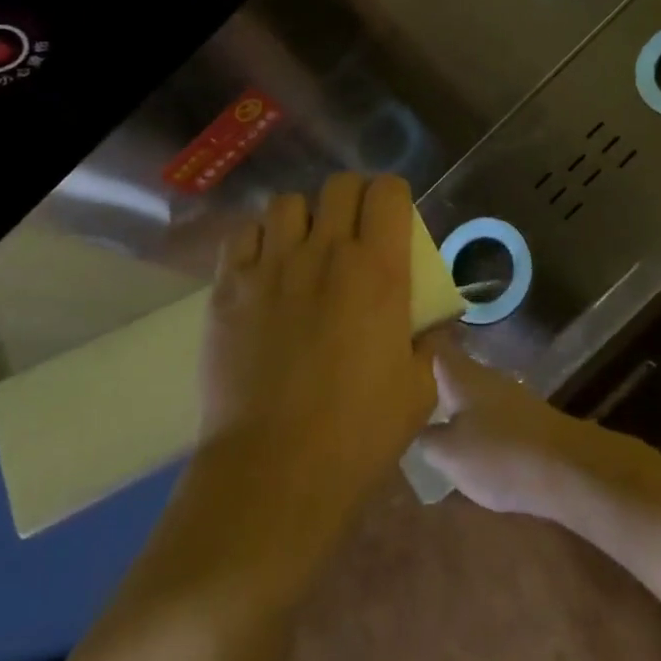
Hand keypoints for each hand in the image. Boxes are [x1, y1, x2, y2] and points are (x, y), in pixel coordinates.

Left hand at [201, 174, 434, 517]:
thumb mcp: (418, 391)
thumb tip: (433, 324)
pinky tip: (263, 269)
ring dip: (302, 219)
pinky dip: (257, 241)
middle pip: (339, 186)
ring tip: (302, 249)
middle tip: (352, 232)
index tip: (392, 220)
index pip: (388, 192)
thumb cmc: (357, 435)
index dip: (393, 197)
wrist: (273, 473)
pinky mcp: (228, 287)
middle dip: (352, 200)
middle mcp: (324, 253)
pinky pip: (242, 235)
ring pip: (287, 204)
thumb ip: (431, 344)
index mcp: (377, 271)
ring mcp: (271, 266)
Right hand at [417, 340, 614, 517]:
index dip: (417, 341)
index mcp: (461, 375)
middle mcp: (484, 376)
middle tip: (405, 386)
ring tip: (429, 414)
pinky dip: (475, 419)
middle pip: (453, 368)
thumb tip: (415, 429)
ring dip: (453, 399)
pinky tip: (466, 438)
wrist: (566, 469)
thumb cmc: (499, 454)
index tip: (397, 340)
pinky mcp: (525, 418)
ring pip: (471, 390)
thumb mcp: (449, 454)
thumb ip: (426, 439)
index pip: (435, 345)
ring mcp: (508, 395)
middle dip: (432, 375)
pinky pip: (489, 411)